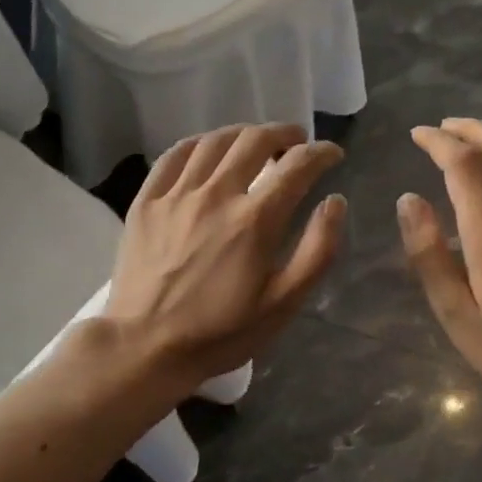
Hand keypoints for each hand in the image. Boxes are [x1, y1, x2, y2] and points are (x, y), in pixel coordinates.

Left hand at [105, 124, 345, 393]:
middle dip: (284, 134)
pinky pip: (174, 156)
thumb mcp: (283, 303)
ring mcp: (176, 195)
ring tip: (255, 141)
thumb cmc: (221, 332)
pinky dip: (198, 144)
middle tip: (296, 142)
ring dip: (242, 134)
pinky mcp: (146, 203)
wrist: (146, 347)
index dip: (321, 153)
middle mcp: (216, 195)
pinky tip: (208, 150)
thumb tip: (335, 202)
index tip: (332, 154)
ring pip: (214, 142)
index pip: (297, 167)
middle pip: (254, 141)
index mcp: (255, 220)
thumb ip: (317, 250)